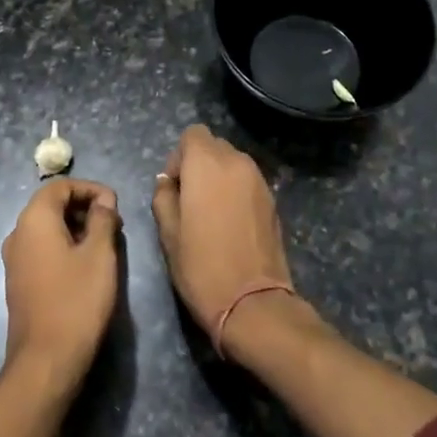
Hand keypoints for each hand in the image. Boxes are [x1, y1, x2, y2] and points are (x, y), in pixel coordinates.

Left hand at [1, 179, 121, 390]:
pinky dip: (64, 246)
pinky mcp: (18, 281)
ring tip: (105, 244)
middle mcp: (17, 233)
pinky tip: (85, 266)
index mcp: (34, 220)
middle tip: (113, 224)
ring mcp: (14, 259)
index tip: (115, 204)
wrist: (46, 360)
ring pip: (47, 228)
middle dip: (84, 207)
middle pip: (51, 205)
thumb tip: (104, 201)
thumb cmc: (76, 301)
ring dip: (75, 228)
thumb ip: (103, 220)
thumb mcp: (99, 255)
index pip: (60, 186)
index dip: (90, 188)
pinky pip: (42, 249)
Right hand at [151, 125, 294, 337]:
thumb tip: (168, 182)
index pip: (192, 134)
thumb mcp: (168, 233)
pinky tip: (230, 223)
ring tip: (210, 213)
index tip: (175, 187)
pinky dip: (236, 191)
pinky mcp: (272, 200)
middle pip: (214, 146)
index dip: (179, 156)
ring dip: (219, 177)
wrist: (252, 302)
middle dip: (199, 164)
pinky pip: (248, 182)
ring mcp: (259, 181)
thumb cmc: (201, 265)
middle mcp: (237, 163)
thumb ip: (164, 197)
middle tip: (189, 200)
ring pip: (233, 163)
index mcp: (207, 164)